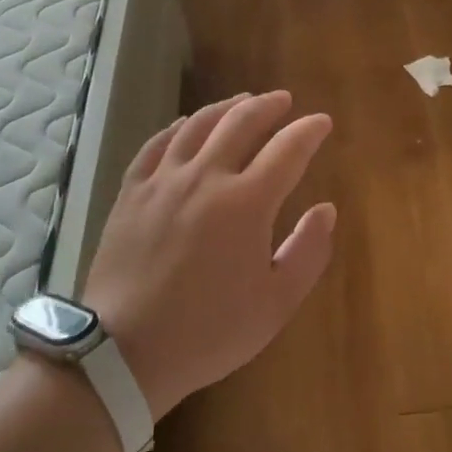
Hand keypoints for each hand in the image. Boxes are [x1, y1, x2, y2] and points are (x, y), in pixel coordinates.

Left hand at [79, 91, 335, 419]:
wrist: (125, 352)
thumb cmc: (209, 331)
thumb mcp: (276, 303)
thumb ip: (308, 251)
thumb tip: (326, 209)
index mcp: (247, 202)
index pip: (287, 149)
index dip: (309, 131)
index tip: (322, 122)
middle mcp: (206, 177)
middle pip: (241, 122)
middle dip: (268, 106)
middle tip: (284, 100)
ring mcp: (164, 180)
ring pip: (198, 125)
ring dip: (226, 107)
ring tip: (242, 101)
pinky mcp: (132, 191)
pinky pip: (157, 144)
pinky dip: (178, 127)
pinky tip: (186, 124)